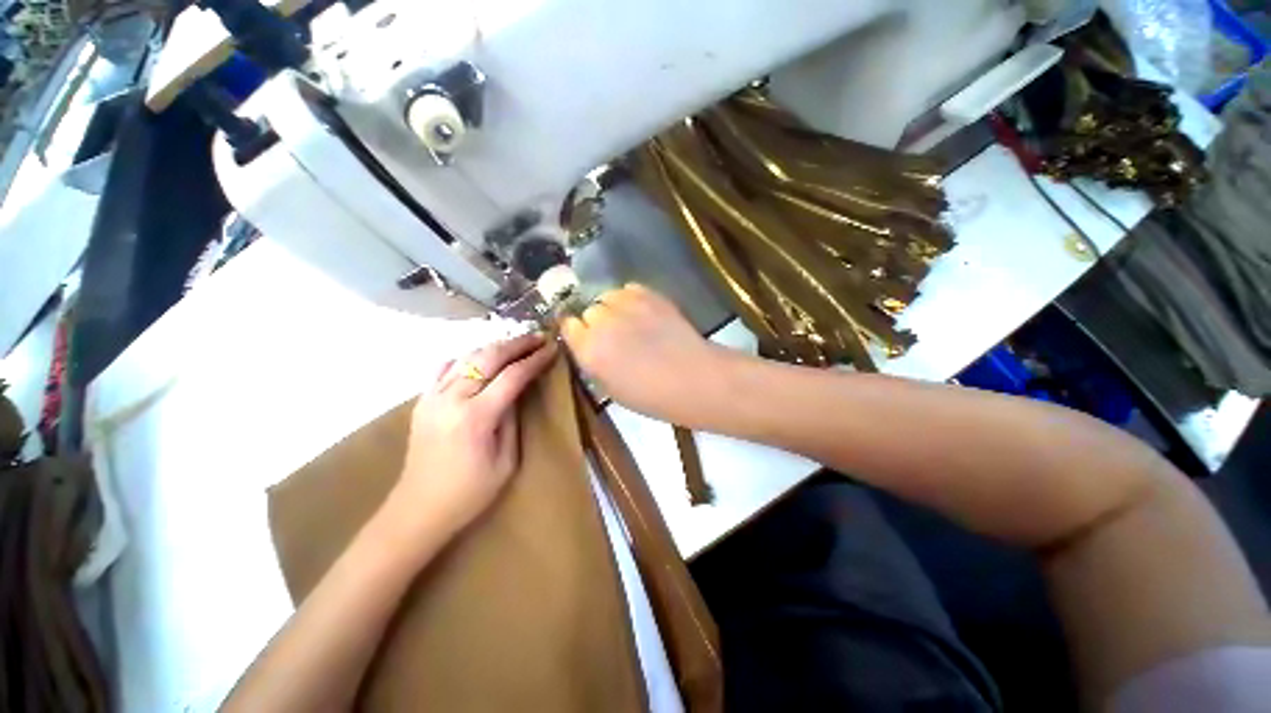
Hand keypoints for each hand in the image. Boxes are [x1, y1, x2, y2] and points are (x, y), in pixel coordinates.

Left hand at [393, 333, 557, 536]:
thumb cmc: (470, 493)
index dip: (535, 360)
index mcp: (476, 417)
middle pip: (488, 358)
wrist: (419, 509)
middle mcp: (452, 400)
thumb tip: (517, 392)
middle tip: (538, 337)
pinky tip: (479, 358)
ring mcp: (432, 397)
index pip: (512, 376)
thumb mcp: (506, 461)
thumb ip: (512, 420)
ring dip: (494, 347)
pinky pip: (444, 368)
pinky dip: (466, 358)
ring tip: (516, 344)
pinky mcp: (422, 401)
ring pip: (467, 357)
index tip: (552, 349)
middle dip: (517, 344)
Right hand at [562, 284, 730, 425]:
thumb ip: (594, 362)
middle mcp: (601, 322)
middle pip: (588, 310)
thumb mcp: (610, 389)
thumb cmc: (650, 396)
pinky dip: (630, 298)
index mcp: (588, 350)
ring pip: (607, 296)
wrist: (692, 378)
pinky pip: (629, 289)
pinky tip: (642, 311)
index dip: (577, 331)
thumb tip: (590, 347)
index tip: (585, 337)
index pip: (568, 326)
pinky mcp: (649, 295)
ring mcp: (626, 305)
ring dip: (612, 307)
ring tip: (628, 320)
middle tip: (614, 335)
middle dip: (596, 321)